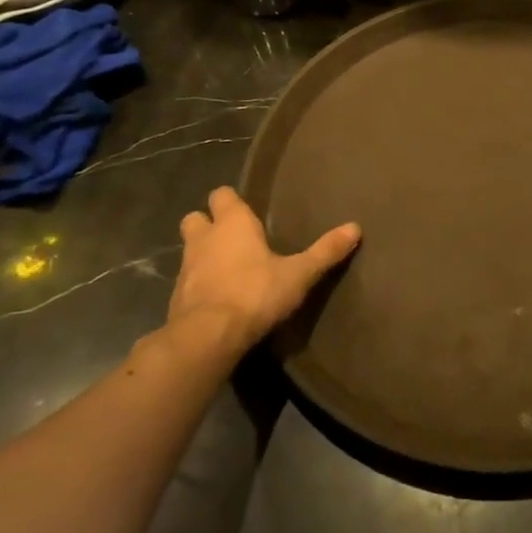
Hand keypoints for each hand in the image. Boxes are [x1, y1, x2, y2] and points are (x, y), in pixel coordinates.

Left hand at [169, 187, 359, 355]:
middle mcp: (204, 239)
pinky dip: (199, 284)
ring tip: (227, 268)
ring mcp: (185, 268)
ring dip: (203, 254)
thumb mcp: (299, 274)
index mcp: (232, 223)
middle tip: (232, 237)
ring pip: (189, 249)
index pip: (222, 194)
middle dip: (209, 223)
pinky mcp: (176, 297)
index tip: (248, 211)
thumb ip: (325, 251)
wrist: (207, 337)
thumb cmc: (255, 293)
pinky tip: (217, 297)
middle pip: (196, 218)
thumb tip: (355, 227)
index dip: (231, 201)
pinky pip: (187, 281)